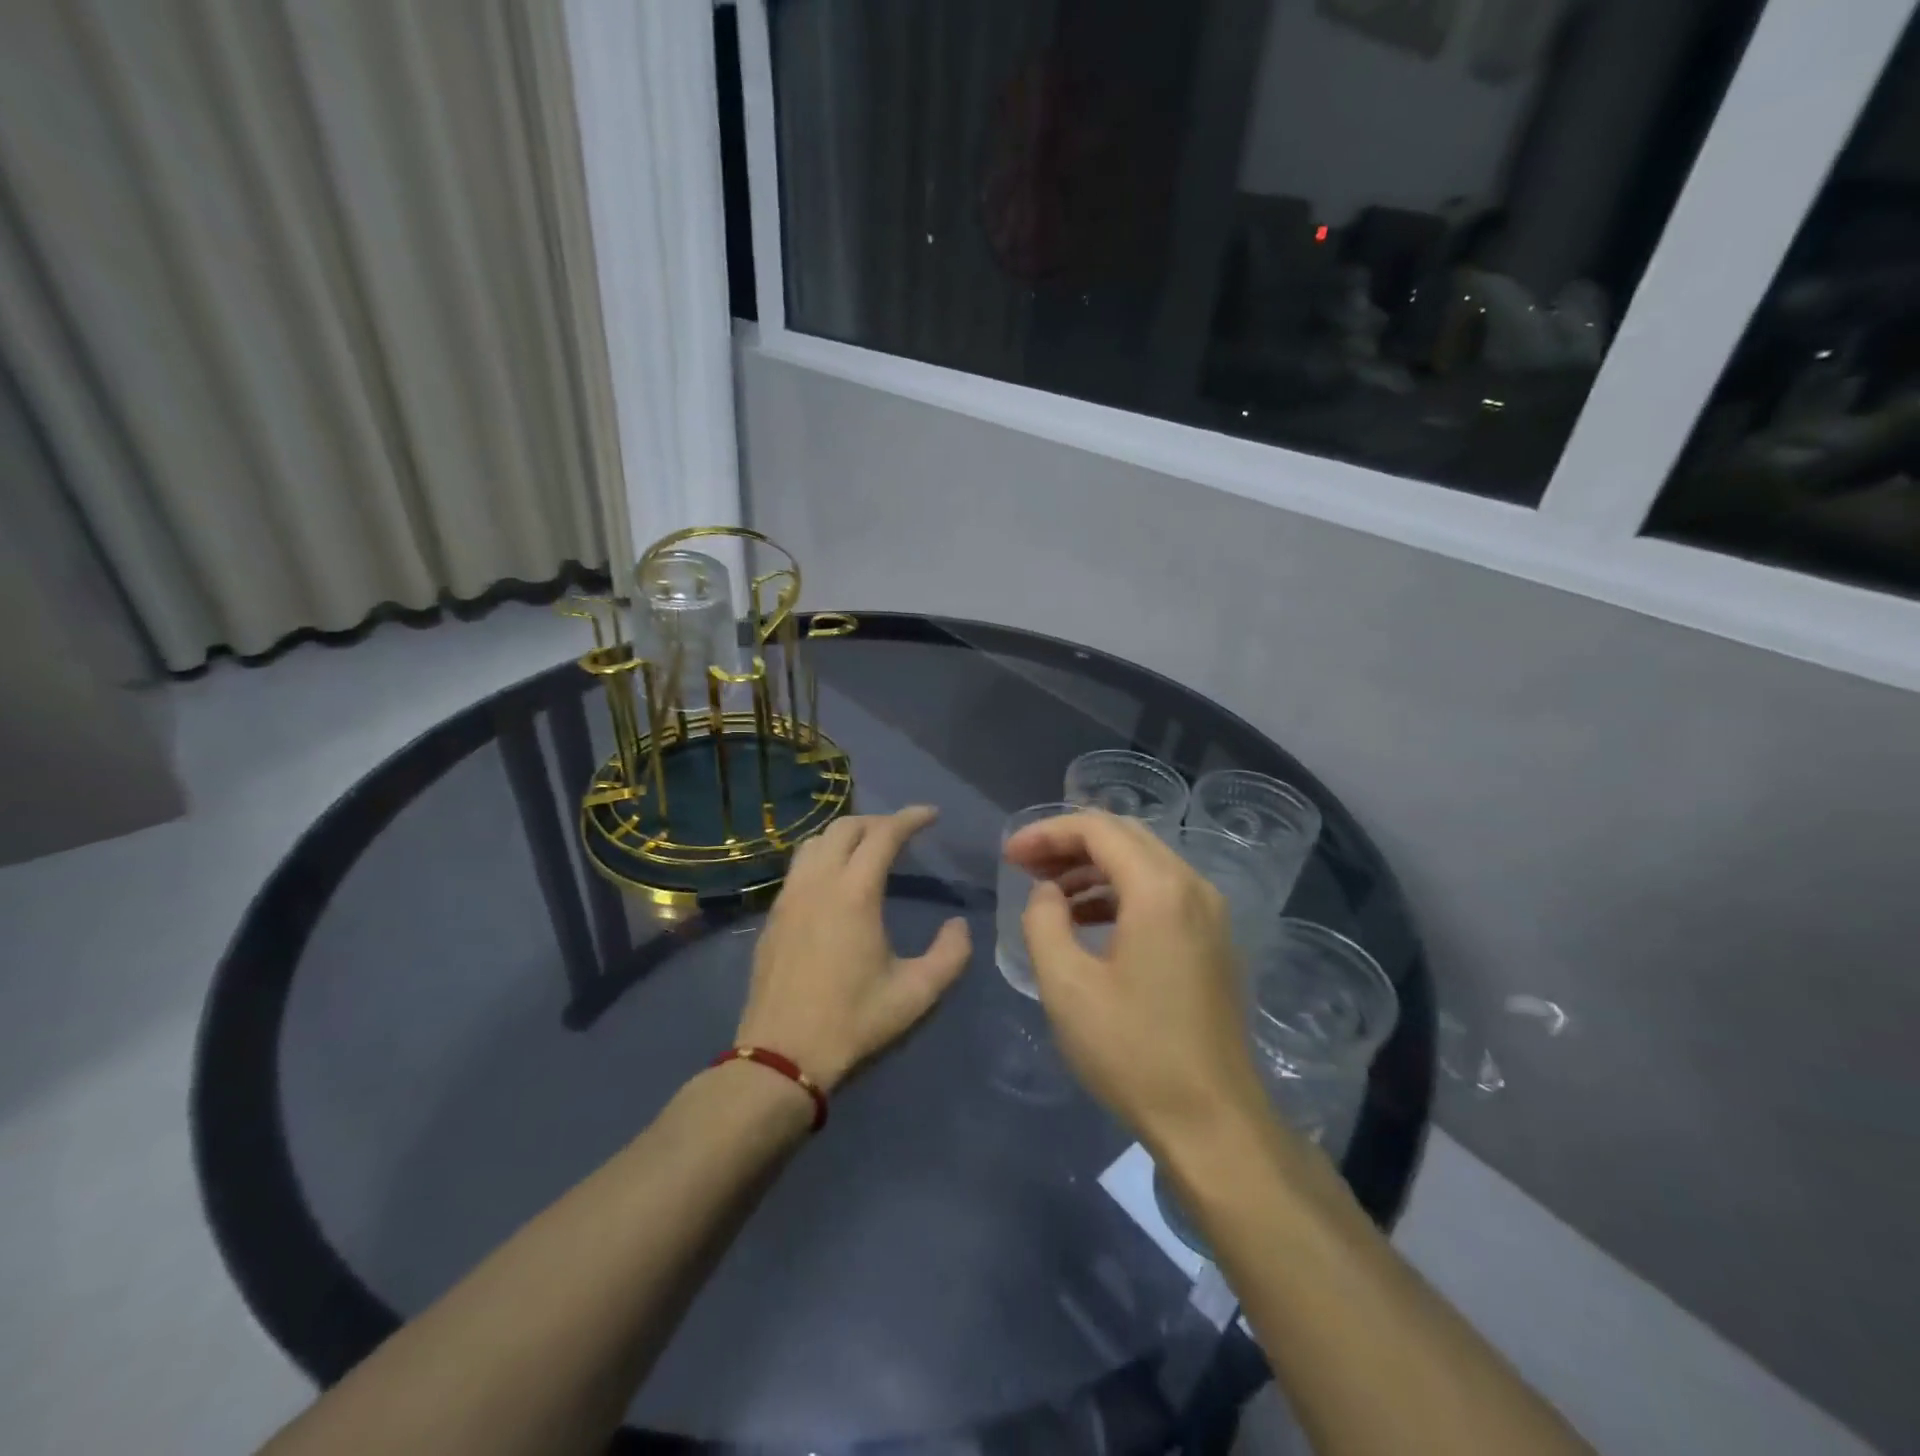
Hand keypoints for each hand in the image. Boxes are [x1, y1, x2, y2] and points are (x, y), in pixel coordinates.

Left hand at [736, 806, 971, 1092]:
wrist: (781, 1056)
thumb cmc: (853, 1022)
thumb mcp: (916, 994)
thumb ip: (950, 955)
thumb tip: (959, 925)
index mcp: (854, 893)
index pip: (884, 834)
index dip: (910, 818)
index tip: (931, 815)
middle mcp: (818, 882)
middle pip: (846, 827)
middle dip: (878, 821)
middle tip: (903, 833)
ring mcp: (789, 897)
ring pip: (816, 842)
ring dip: (846, 835)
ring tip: (868, 849)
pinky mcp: (773, 915)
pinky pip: (799, 866)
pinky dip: (823, 856)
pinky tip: (835, 882)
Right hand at [1004, 811, 1268, 1147]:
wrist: (1214, 1123)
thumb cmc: (1133, 1053)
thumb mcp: (1067, 986)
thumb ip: (1044, 922)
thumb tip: (1047, 893)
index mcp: (1159, 890)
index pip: (1097, 829)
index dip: (1046, 833)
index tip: (1009, 855)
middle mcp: (1192, 887)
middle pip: (1124, 836)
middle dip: (1069, 843)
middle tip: (1025, 866)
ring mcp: (1210, 913)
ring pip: (1144, 862)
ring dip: (1093, 867)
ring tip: (1049, 892)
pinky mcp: (1213, 940)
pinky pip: (1162, 891)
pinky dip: (1120, 891)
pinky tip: (1088, 919)